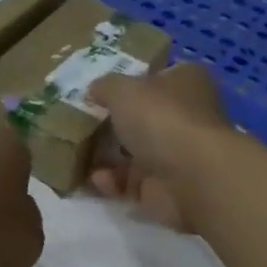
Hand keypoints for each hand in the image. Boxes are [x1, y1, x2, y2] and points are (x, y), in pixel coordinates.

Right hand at [88, 63, 230, 231]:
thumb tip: (94, 90)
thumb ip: (106, 87)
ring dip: (106, 156)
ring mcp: (177, 155)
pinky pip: (131, 183)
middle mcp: (186, 116)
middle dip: (113, 123)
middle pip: (143, 118)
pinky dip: (112, 182)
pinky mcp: (165, 189)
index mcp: (186, 82)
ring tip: (75, 154)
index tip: (100, 90)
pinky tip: (94, 179)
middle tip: (78, 123)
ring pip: (135, 153)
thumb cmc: (161, 119)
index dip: (131, 81)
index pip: (158, 77)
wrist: (191, 178)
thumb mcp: (123, 90)